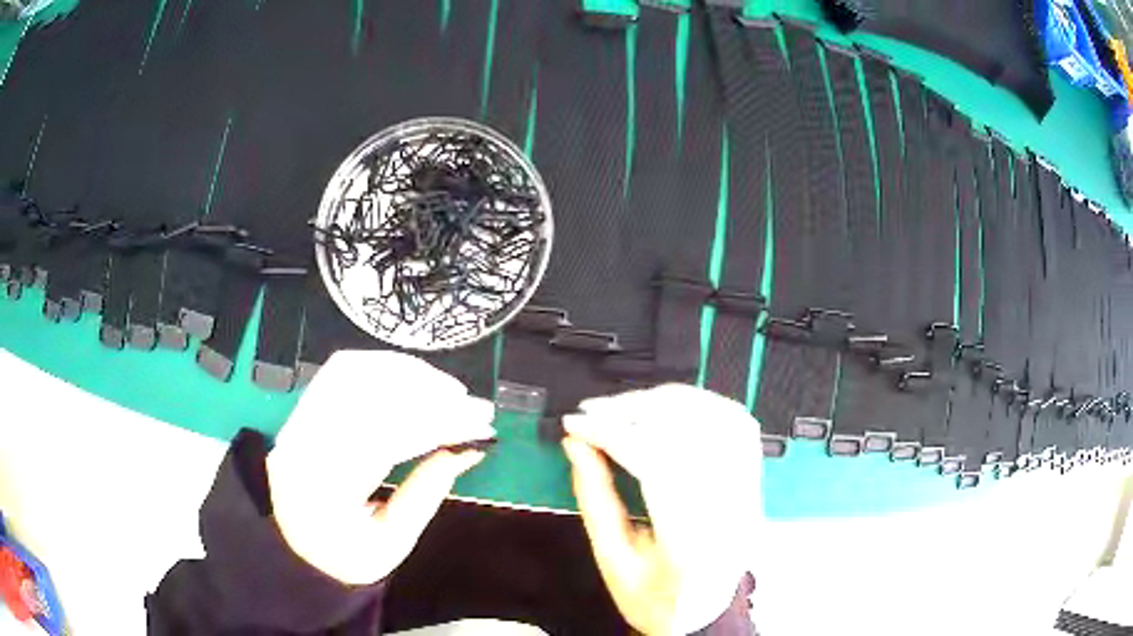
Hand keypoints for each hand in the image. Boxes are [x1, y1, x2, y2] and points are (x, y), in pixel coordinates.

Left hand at [266, 350, 495, 584]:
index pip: (383, 438)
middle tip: (474, 405)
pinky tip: (413, 379)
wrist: (299, 545)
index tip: (481, 424)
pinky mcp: (303, 409)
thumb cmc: (348, 554)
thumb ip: (425, 495)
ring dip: (407, 374)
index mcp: (323, 491)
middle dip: (429, 395)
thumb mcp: (393, 543)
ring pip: (353, 374)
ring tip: (449, 391)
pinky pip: (342, 371)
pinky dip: (384, 368)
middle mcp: (302, 445)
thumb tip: (468, 448)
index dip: (437, 424)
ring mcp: (297, 421)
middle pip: (366, 398)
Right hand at [562, 384, 761, 634]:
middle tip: (596, 411)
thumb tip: (576, 445)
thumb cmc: (657, 600)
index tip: (578, 423)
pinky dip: (702, 404)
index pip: (655, 463)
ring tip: (628, 406)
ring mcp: (749, 493)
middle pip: (689, 433)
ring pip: (717, 419)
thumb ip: (594, 499)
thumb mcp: (612, 561)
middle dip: (635, 410)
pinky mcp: (753, 482)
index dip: (611, 432)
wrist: (703, 613)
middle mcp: (729, 511)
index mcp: (690, 543)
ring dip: (668, 401)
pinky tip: (672, 408)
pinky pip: (737, 424)